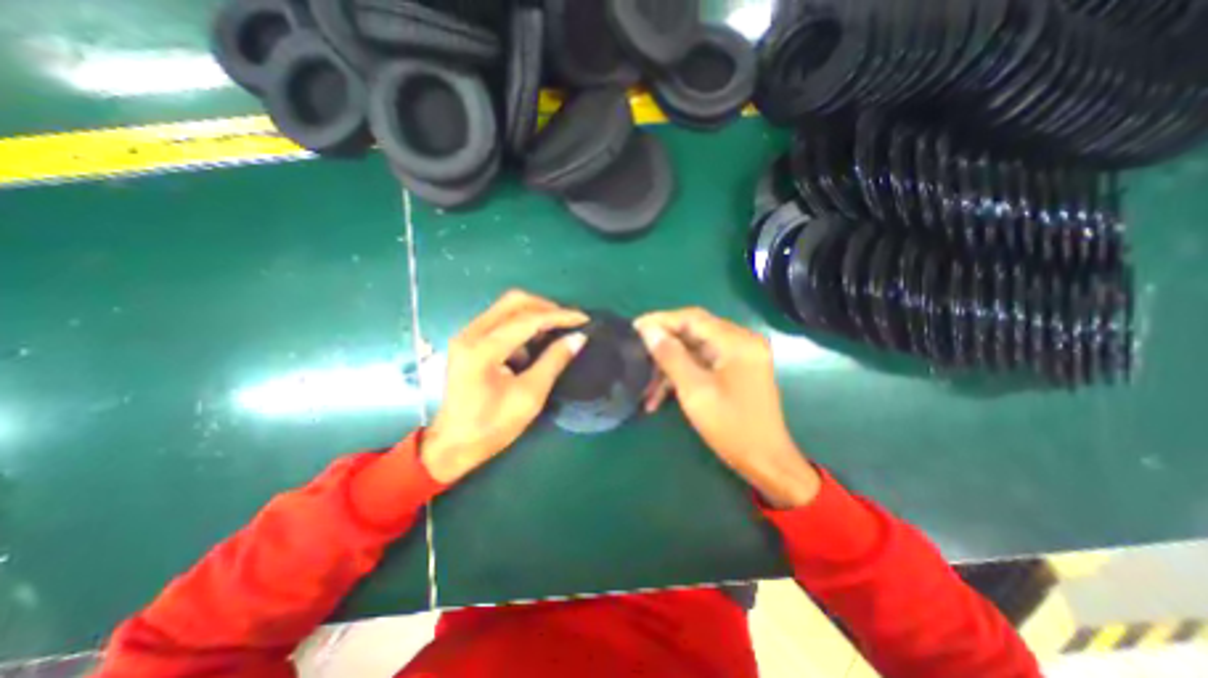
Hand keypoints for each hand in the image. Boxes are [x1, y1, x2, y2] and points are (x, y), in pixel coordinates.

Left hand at [422, 289, 586, 484]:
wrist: (453, 445)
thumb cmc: (492, 426)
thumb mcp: (530, 396)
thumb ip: (554, 361)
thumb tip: (578, 338)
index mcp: (483, 349)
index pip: (528, 319)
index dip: (559, 316)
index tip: (584, 319)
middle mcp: (471, 334)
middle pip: (514, 301)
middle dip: (546, 307)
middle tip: (569, 322)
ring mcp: (467, 335)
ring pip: (506, 308)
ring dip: (534, 314)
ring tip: (556, 331)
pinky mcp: (468, 341)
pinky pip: (500, 320)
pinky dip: (521, 325)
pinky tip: (533, 344)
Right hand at [633, 308, 821, 507]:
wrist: (765, 461)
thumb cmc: (731, 426)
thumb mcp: (695, 390)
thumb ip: (671, 356)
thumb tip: (649, 331)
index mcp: (737, 341)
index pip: (693, 318)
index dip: (661, 320)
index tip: (634, 328)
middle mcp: (740, 341)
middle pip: (693, 332)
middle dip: (663, 345)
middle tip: (636, 354)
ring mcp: (739, 356)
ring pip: (694, 349)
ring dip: (669, 365)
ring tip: (645, 386)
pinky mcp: (734, 370)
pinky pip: (702, 363)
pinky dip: (682, 374)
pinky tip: (660, 395)